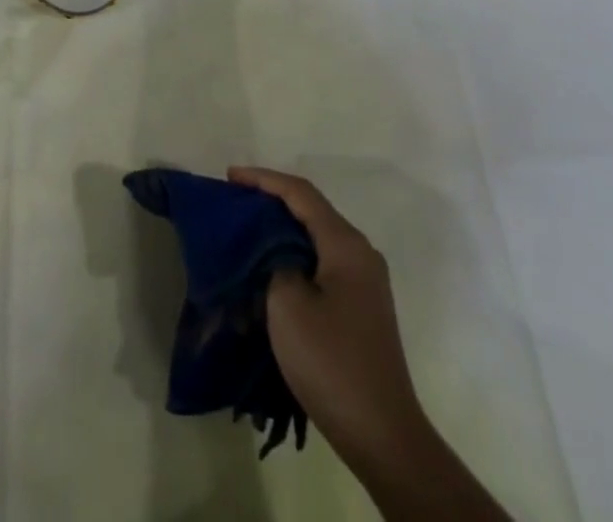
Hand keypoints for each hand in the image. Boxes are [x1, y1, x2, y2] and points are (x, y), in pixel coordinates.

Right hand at [228, 167, 431, 467]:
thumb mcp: (288, 305)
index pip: (300, 193)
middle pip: (310, 211)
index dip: (263, 179)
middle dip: (270, 202)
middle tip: (234, 203)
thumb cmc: (331, 362)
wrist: (383, 435)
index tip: (229, 177)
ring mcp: (364, 281)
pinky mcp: (360, 307)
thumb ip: (274, 262)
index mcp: (345, 244)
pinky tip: (270, 274)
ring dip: (280, 233)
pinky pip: (321, 264)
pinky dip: (293, 258)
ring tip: (245, 234)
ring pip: (315, 238)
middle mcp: (360, 253)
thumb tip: (273, 252)